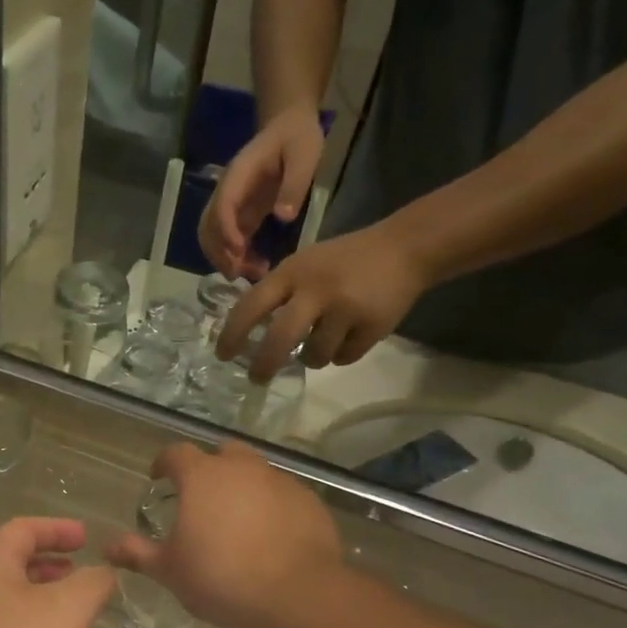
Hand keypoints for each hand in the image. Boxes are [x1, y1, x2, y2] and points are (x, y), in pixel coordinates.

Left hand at [0, 518, 117, 627]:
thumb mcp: (69, 610)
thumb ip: (93, 583)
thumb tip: (102, 573)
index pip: (24, 528)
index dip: (59, 528)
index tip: (87, 538)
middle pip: (13, 563)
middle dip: (51, 566)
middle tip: (82, 575)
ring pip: (9, 601)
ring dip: (43, 602)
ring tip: (76, 617)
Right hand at [106, 442, 341, 627]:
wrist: (294, 598)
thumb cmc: (219, 578)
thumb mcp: (170, 570)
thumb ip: (137, 553)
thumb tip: (107, 547)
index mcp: (202, 476)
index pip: (176, 453)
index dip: (164, 463)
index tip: (158, 478)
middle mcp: (242, 468)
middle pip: (223, 453)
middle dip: (210, 468)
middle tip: (202, 498)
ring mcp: (281, 482)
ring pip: (257, 473)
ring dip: (244, 487)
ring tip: (238, 521)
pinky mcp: (310, 502)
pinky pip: (284, 496)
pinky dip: (273, 507)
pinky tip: (270, 537)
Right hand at [199, 108, 325, 279]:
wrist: (288, 125)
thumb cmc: (296, 137)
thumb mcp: (304, 154)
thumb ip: (294, 184)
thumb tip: (283, 217)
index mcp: (238, 176)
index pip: (222, 207)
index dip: (226, 232)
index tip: (240, 252)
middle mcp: (226, 192)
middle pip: (208, 227)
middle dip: (219, 253)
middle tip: (241, 273)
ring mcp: (231, 205)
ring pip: (212, 237)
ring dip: (224, 259)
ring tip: (251, 273)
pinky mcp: (240, 214)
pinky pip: (228, 240)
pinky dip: (236, 257)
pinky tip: (256, 266)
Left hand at [217, 222, 430, 382]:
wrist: (404, 248)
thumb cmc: (343, 260)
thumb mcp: (303, 264)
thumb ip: (278, 292)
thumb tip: (245, 332)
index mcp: (292, 272)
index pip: (251, 306)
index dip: (232, 334)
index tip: (222, 355)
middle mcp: (316, 290)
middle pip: (279, 340)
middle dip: (264, 365)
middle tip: (257, 378)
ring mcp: (345, 309)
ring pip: (314, 356)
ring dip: (312, 357)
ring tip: (322, 341)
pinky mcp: (372, 326)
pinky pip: (343, 358)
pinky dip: (342, 353)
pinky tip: (350, 335)